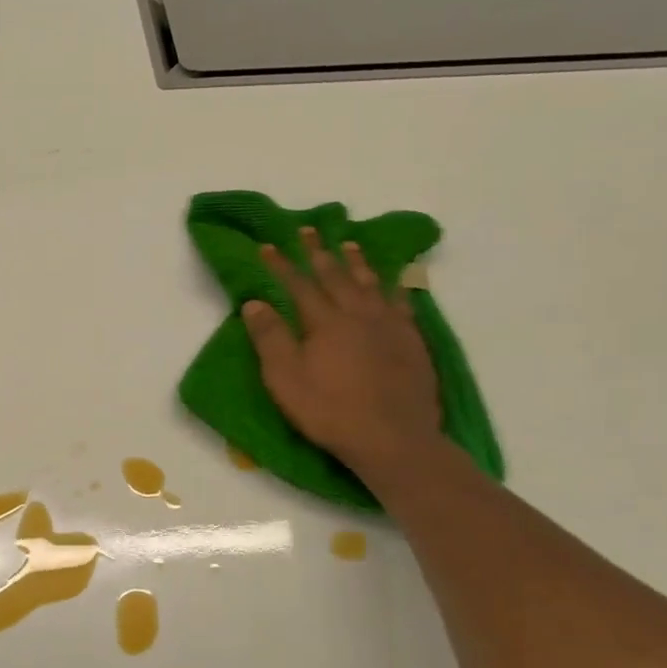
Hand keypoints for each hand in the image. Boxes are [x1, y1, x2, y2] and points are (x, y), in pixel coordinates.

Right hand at [243, 228, 442, 485]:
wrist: (393, 437)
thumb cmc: (330, 411)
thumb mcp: (286, 378)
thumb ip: (270, 338)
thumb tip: (254, 302)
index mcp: (324, 322)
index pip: (298, 285)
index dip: (281, 265)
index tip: (268, 245)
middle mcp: (358, 314)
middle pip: (335, 276)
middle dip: (318, 252)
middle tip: (309, 230)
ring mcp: (389, 325)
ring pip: (370, 283)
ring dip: (357, 262)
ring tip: (349, 244)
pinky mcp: (412, 341)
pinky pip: (401, 303)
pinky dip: (394, 287)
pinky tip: (394, 283)